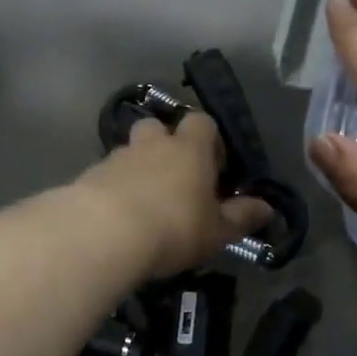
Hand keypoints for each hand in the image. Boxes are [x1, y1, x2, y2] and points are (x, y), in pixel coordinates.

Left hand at [73, 113, 272, 279]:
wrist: (103, 233)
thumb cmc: (173, 227)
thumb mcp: (217, 231)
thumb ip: (241, 217)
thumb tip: (267, 208)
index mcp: (189, 149)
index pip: (202, 122)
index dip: (209, 140)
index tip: (213, 167)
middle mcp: (152, 144)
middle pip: (158, 127)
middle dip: (164, 145)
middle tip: (173, 178)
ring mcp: (117, 157)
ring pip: (130, 151)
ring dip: (137, 168)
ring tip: (143, 203)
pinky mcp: (89, 176)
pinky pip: (106, 175)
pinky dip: (113, 188)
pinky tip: (116, 217)